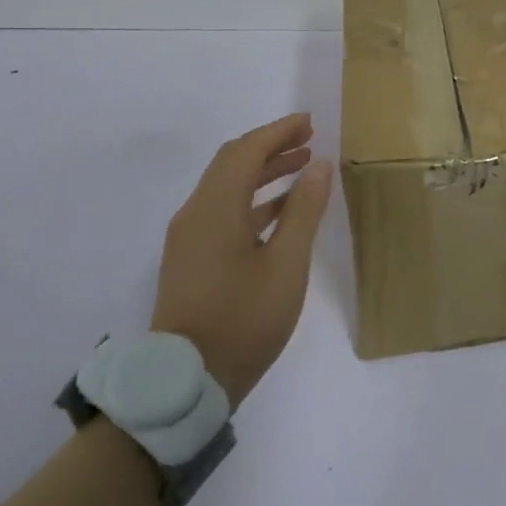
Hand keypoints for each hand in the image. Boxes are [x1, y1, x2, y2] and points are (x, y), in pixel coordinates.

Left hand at [151, 113, 333, 405]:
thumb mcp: (286, 265)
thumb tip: (319, 165)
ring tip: (302, 166)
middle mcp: (196, 213)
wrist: (186, 383)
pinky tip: (281, 208)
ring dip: (263, 170)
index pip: (247, 151)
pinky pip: (222, 209)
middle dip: (270, 145)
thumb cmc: (243, 320)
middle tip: (308, 138)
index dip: (279, 131)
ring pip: (226, 185)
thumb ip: (304, 210)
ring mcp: (189, 236)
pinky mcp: (191, 257)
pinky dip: (252, 197)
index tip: (309, 122)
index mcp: (216, 209)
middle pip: (232, 162)